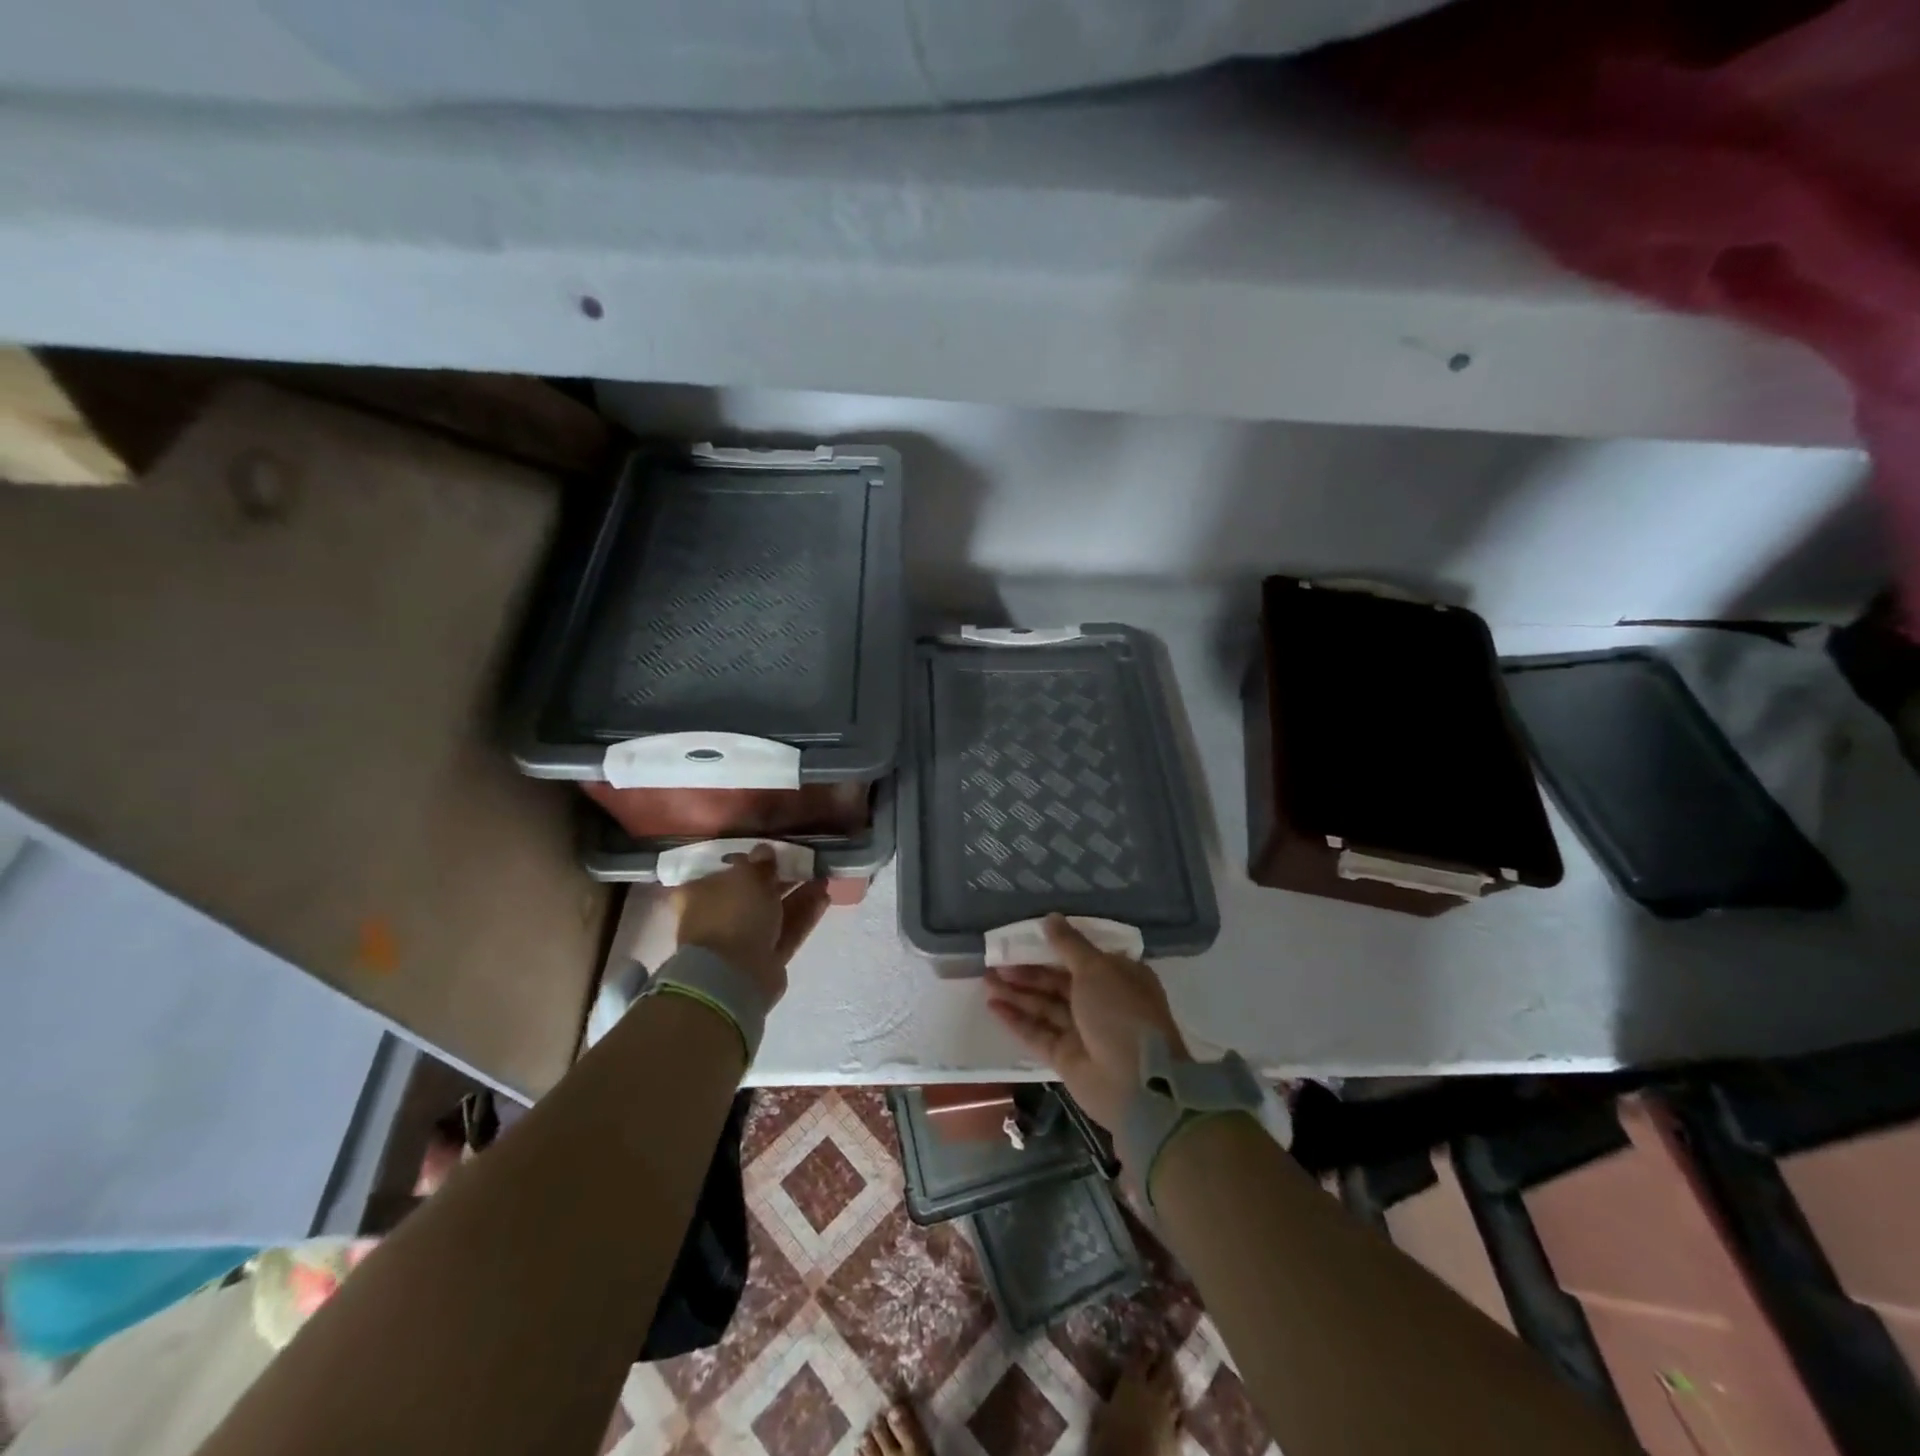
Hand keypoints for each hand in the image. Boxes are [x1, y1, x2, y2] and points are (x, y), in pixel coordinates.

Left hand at [672, 845, 830, 1006]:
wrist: (734, 976)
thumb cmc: (731, 915)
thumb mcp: (747, 877)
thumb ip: (759, 863)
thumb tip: (764, 851)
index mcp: (698, 894)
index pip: (722, 870)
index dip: (747, 860)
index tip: (771, 851)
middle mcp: (716, 916)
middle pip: (751, 892)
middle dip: (780, 879)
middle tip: (805, 863)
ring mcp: (740, 940)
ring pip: (773, 912)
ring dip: (797, 896)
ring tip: (823, 878)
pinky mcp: (764, 959)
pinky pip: (786, 932)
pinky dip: (803, 916)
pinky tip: (824, 898)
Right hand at [983, 915, 1187, 1131]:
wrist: (1135, 1083)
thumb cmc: (1120, 1013)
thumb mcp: (1096, 969)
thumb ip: (1069, 944)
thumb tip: (1050, 917)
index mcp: (1118, 976)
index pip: (1082, 956)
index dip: (1054, 946)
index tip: (1024, 937)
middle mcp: (1102, 1001)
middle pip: (1058, 981)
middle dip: (1028, 971)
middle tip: (996, 960)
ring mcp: (1083, 1030)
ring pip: (1044, 1005)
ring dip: (1016, 992)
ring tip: (986, 978)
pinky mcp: (1066, 1056)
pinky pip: (1037, 1032)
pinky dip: (1016, 1019)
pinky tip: (992, 1005)